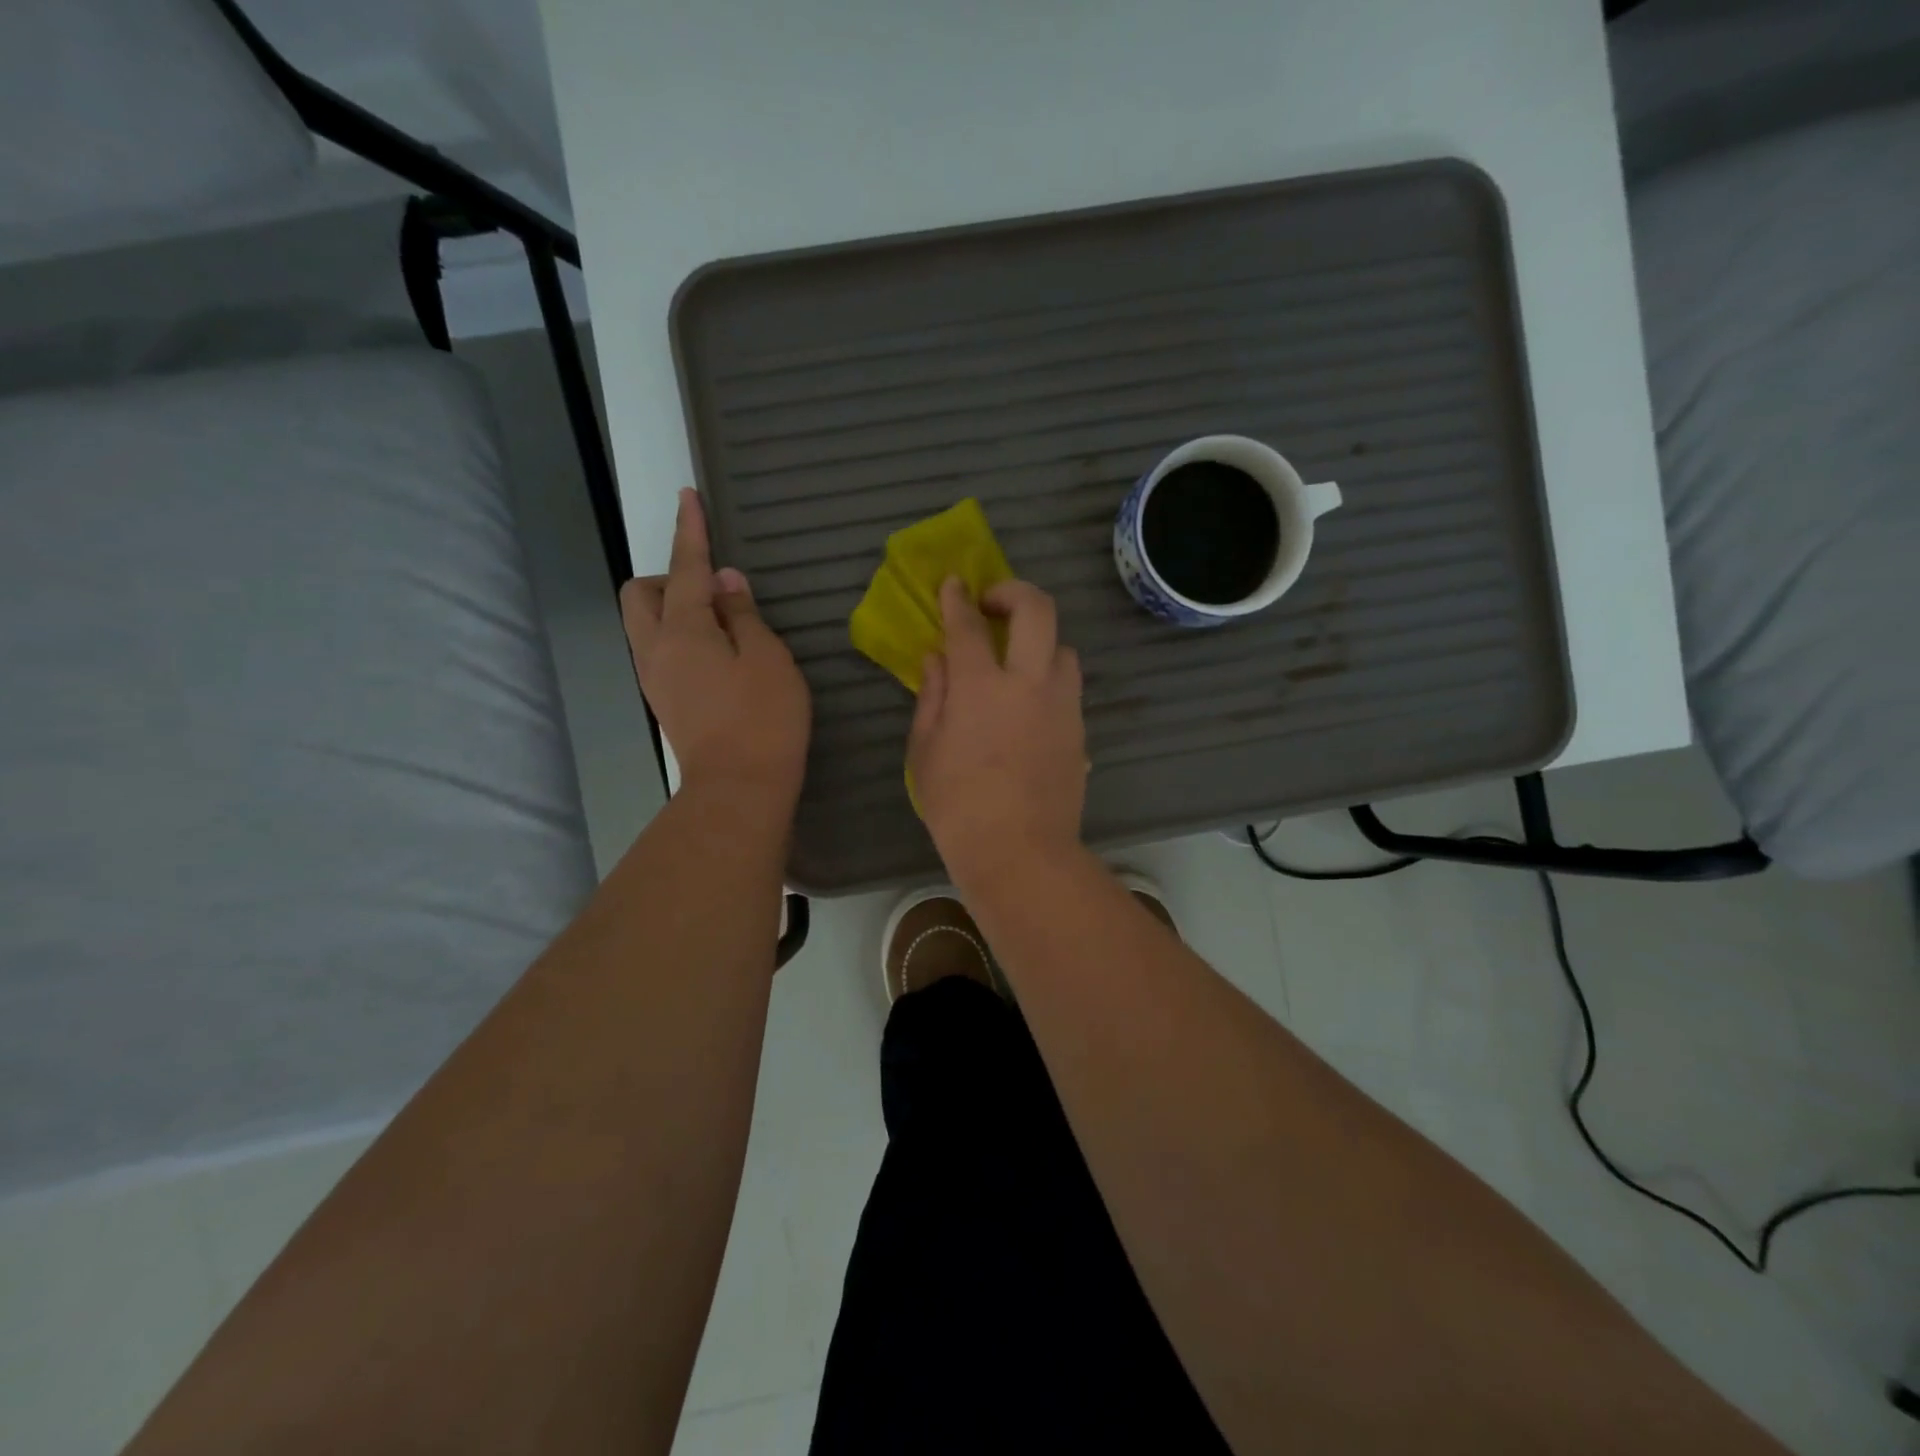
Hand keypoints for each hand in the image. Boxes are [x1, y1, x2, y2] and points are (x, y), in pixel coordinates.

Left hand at [621, 489, 810, 800]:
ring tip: (723, 627)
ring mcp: (655, 679)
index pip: (685, 568)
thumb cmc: (763, 719)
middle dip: (668, 578)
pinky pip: (660, 651)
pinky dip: (680, 638)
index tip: (688, 495)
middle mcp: (656, 649)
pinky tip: (718, 656)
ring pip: (645, 625)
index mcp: (682, 630)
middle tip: (714, 594)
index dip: (690, 530)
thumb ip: (743, 615)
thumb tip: (724, 583)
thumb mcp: (768, 658)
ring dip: (673, 610)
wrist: (740, 789)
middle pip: (639, 594)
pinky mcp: (664, 703)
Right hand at [908, 576, 1085, 885]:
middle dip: (1014, 591)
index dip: (958, 598)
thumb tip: (937, 659)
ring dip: (1040, 642)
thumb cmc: (958, 806)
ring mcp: (1062, 704)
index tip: (954, 584)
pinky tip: (1030, 707)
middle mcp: (1028, 682)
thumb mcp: (926, 750)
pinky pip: (1068, 687)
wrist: (1019, 852)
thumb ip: (933, 695)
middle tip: (994, 603)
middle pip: (1037, 609)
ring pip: (1064, 648)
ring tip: (1017, 663)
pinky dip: (1049, 681)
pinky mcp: (1080, 729)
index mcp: (981, 686)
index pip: (968, 625)